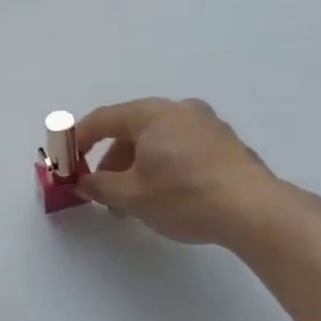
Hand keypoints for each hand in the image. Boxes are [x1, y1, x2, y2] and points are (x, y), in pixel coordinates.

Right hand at [77, 98, 288, 247]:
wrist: (255, 211)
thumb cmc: (183, 195)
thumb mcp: (131, 196)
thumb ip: (99, 186)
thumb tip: (84, 182)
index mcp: (151, 113)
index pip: (102, 120)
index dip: (77, 140)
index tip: (65, 162)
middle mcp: (179, 110)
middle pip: (131, 130)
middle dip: (111, 161)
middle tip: (102, 190)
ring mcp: (208, 125)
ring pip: (158, 141)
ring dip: (138, 167)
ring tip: (134, 202)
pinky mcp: (227, 146)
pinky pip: (182, 149)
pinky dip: (164, 167)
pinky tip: (166, 197)